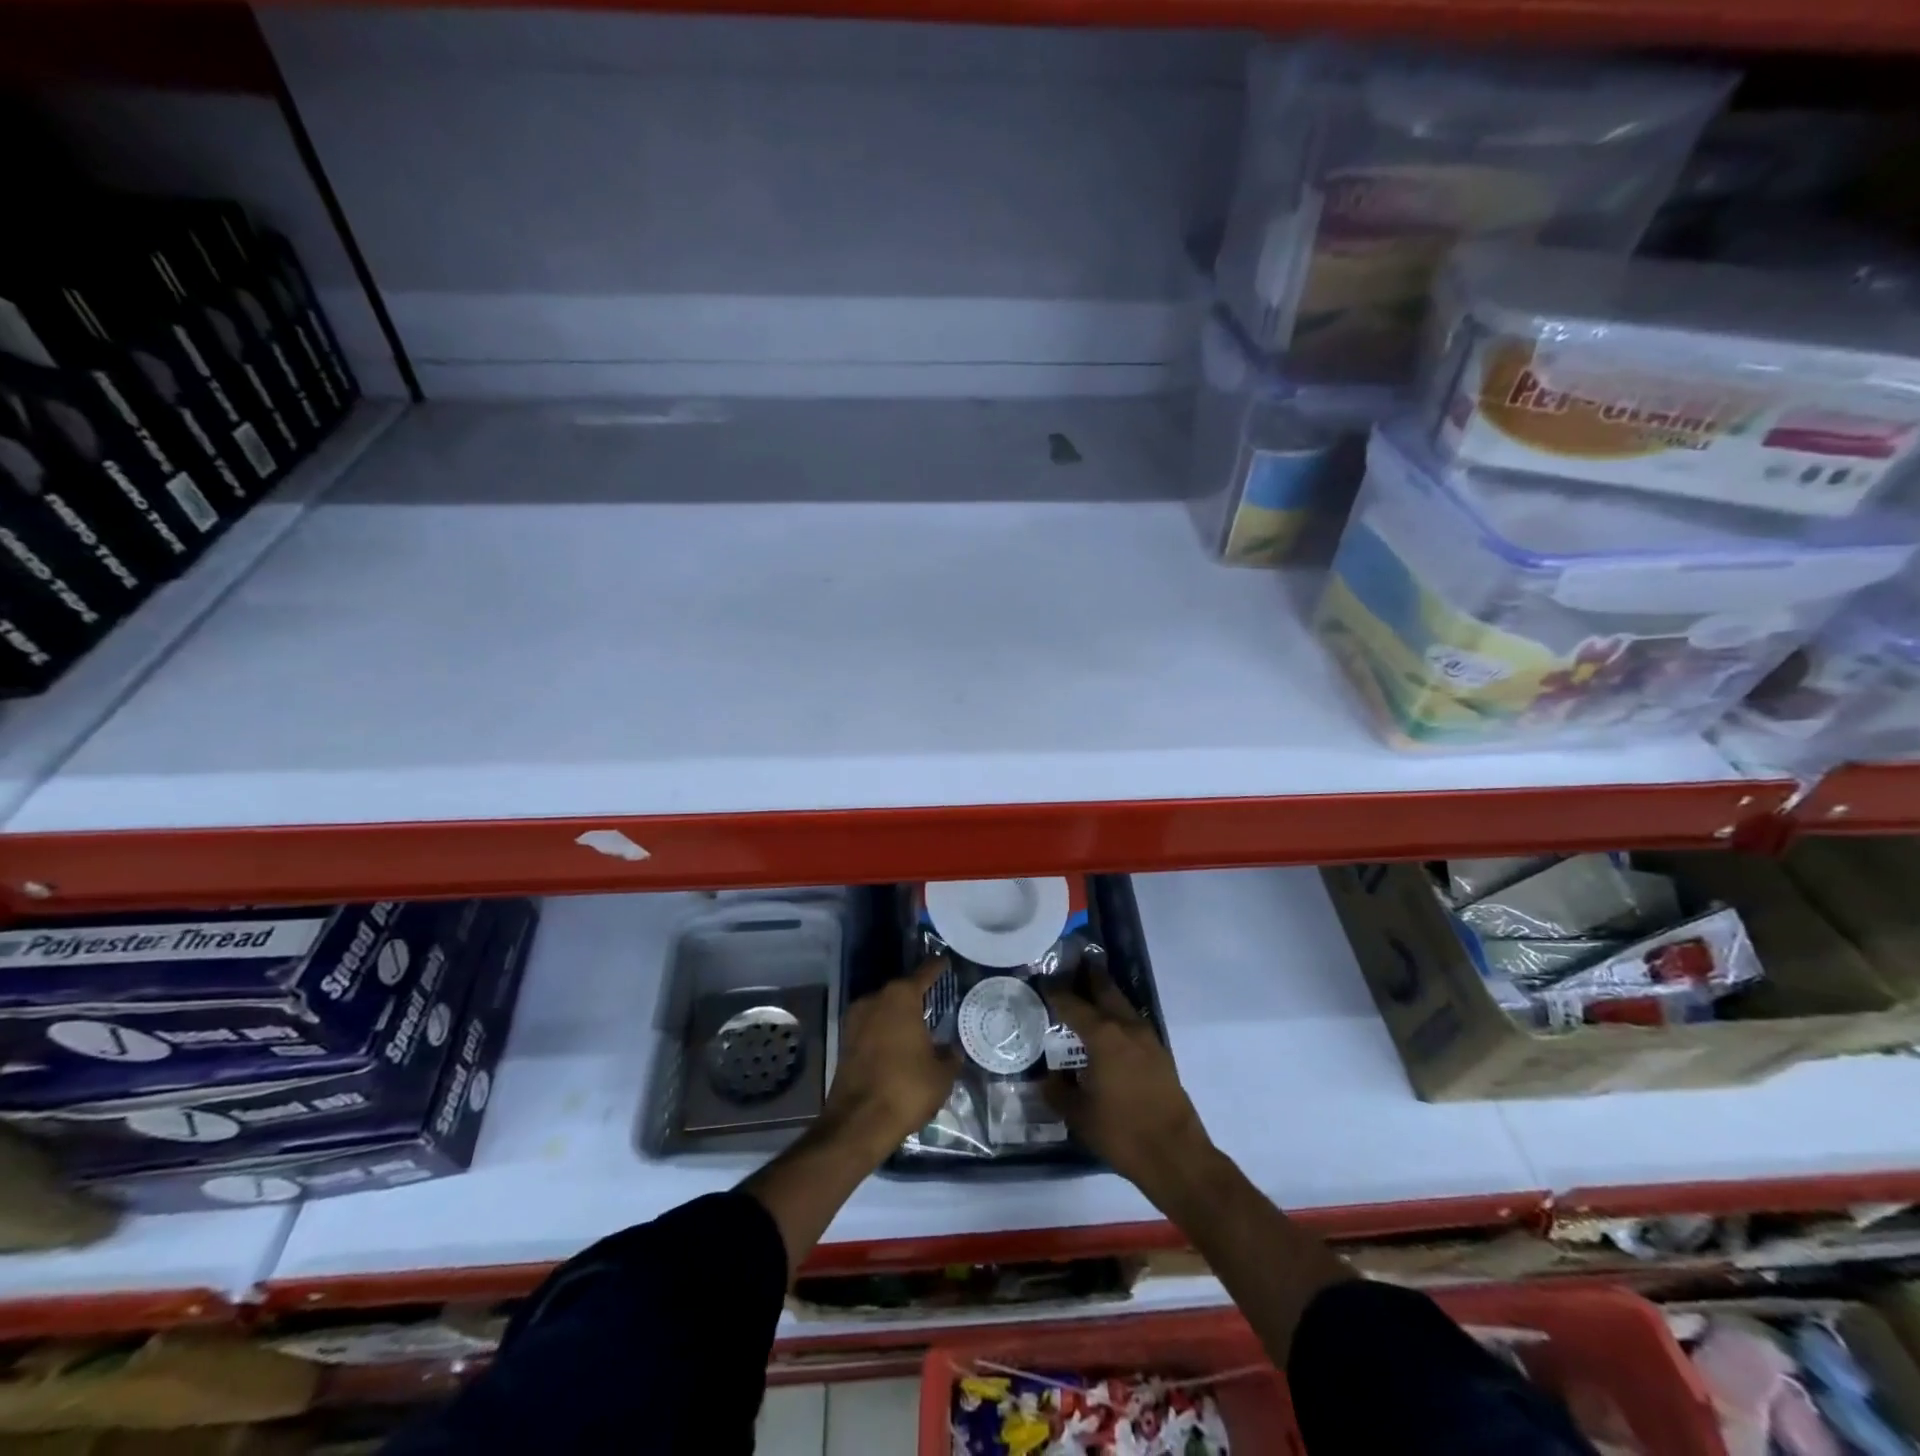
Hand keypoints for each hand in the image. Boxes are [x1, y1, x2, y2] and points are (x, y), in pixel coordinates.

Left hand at [820, 957, 959, 1160]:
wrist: (859, 1122)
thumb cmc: (906, 1088)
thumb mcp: (941, 1074)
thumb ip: (949, 1056)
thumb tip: (951, 1050)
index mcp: (901, 997)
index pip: (924, 973)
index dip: (936, 967)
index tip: (944, 960)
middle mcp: (875, 1000)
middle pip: (900, 991)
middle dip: (916, 995)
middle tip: (934, 1001)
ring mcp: (856, 1020)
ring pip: (883, 1010)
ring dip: (898, 1016)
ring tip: (918, 1027)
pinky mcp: (845, 1042)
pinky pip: (872, 1028)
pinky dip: (885, 1033)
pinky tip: (899, 1046)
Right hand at [1044, 967, 1215, 1205]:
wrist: (1176, 1155)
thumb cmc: (1122, 1132)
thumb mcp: (1078, 1115)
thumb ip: (1058, 1092)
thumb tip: (1046, 1079)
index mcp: (1103, 1035)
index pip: (1073, 1003)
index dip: (1056, 991)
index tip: (1043, 979)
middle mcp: (1126, 1027)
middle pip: (1105, 989)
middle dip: (1087, 975)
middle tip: (1071, 963)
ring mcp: (1147, 1038)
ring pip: (1122, 1003)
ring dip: (1105, 992)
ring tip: (1087, 989)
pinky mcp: (1160, 1053)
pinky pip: (1132, 1021)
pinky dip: (1117, 1013)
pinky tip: (1108, 1026)